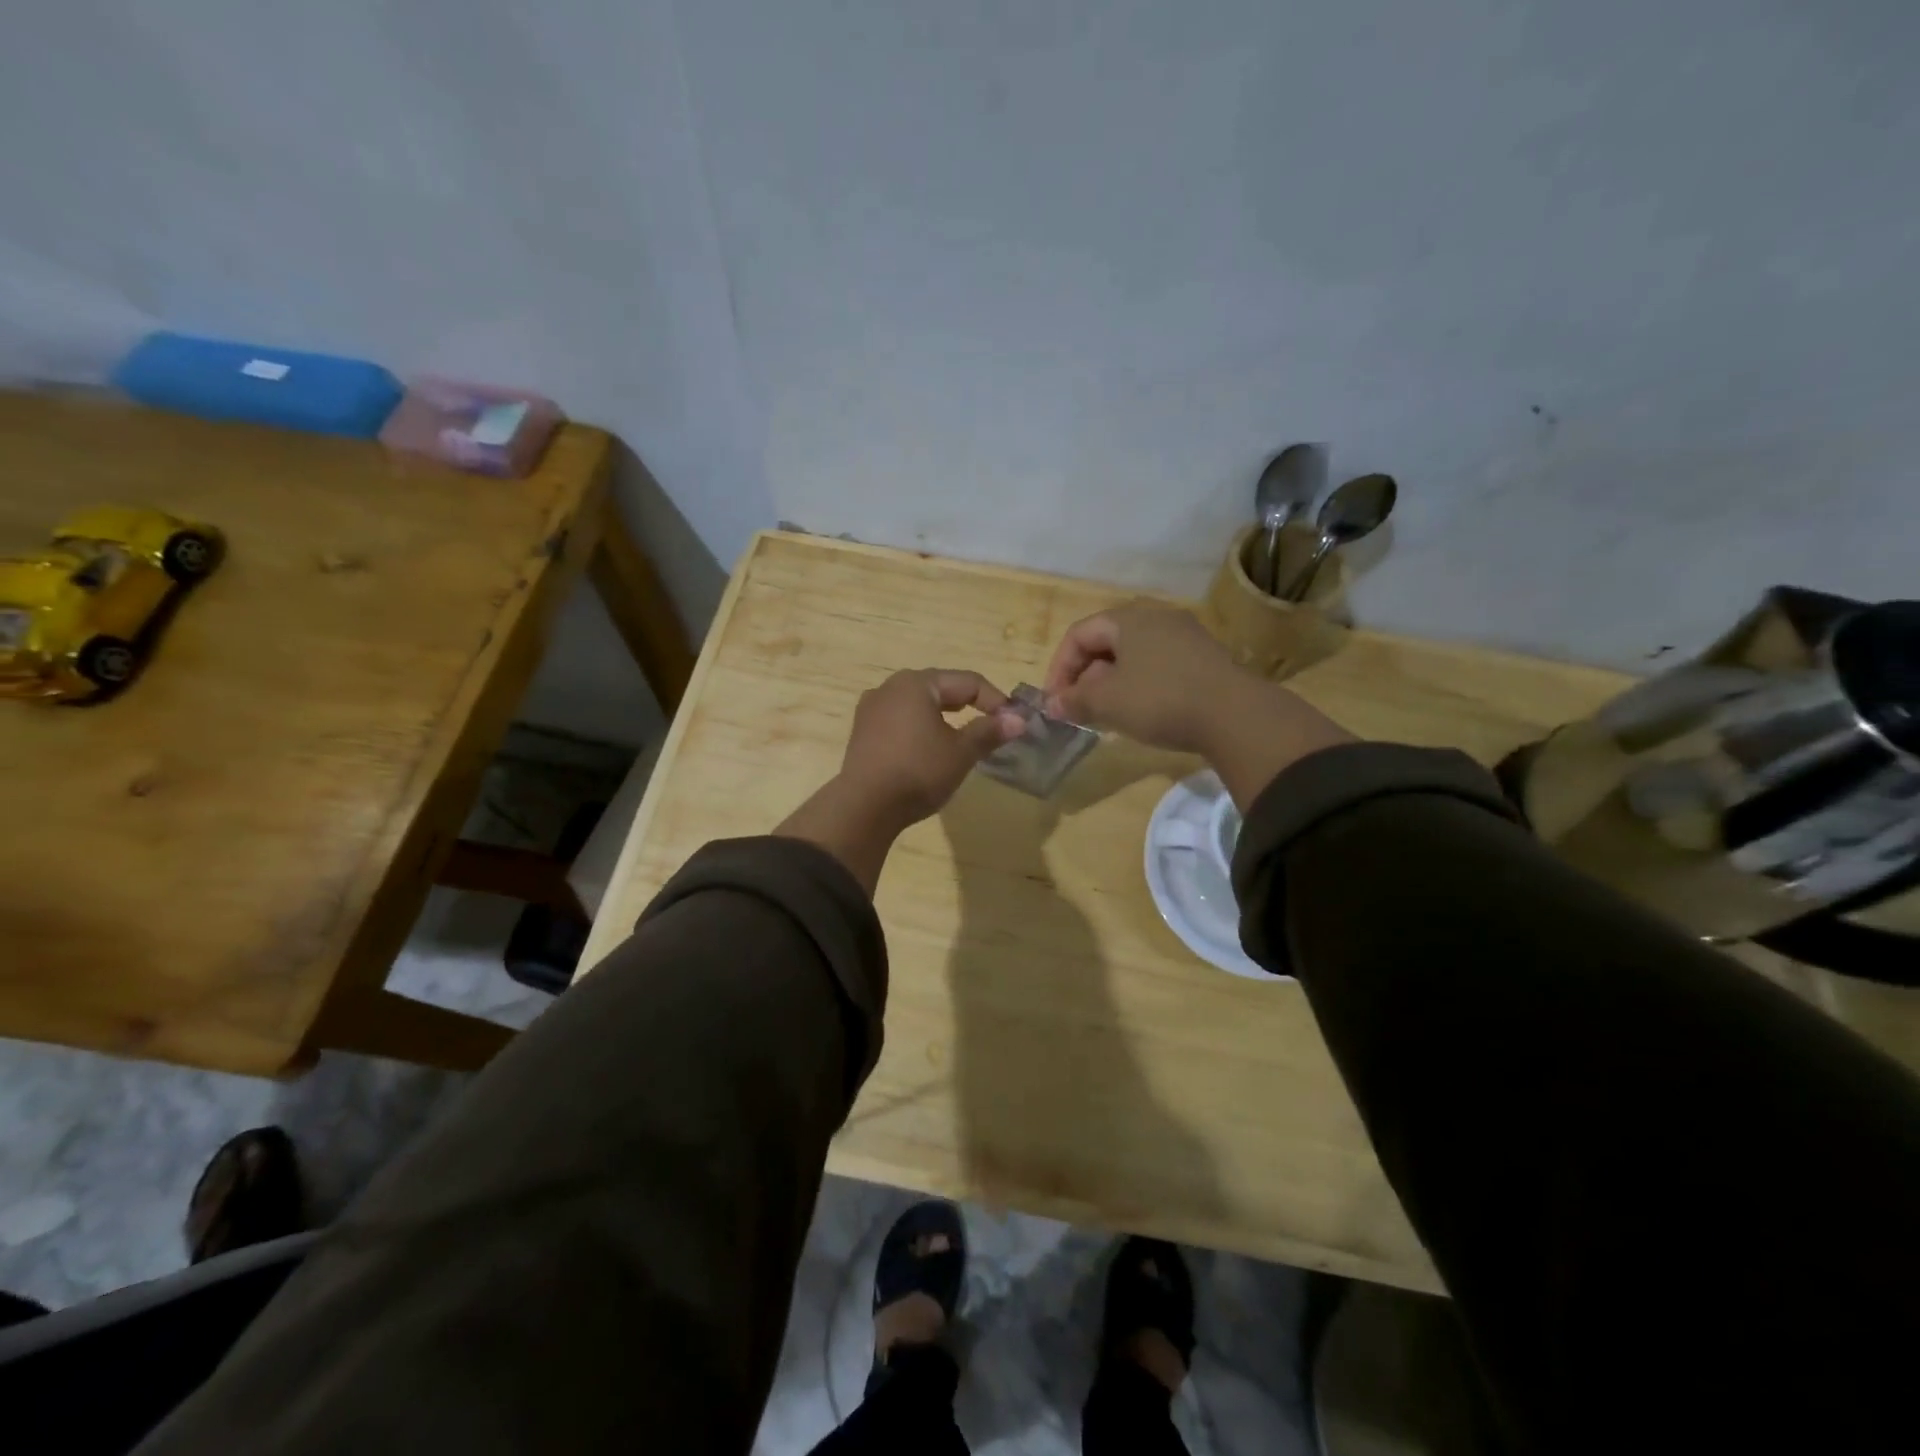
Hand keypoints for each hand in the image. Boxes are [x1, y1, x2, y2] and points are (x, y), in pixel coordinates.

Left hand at [840, 668, 1024, 826]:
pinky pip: (900, 719)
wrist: (865, 807)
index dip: (996, 700)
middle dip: (970, 704)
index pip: (968, 681)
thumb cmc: (918, 772)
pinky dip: (921, 726)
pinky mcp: (862, 731)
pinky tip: (929, 746)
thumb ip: (989, 732)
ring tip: (962, 735)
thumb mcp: (961, 753)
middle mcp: (890, 687)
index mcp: (917, 683)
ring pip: (918, 703)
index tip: (1014, 722)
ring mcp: (871, 708)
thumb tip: (1019, 720)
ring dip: (944, 716)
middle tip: (992, 726)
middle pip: (941, 688)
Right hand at [1043, 604, 1242, 752]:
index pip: (1079, 634)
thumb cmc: (1160, 700)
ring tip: (1106, 715)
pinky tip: (1141, 713)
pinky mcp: (1205, 659)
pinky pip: (1158, 666)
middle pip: (1106, 643)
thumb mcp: (1107, 703)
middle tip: (1078, 709)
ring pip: (1133, 656)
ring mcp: (1185, 637)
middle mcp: (1157, 618)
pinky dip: (1139, 686)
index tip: (1055, 701)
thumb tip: (1053, 705)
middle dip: (1085, 677)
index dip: (1059, 667)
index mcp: (1129, 619)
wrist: (1236, 716)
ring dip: (1111, 684)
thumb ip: (1074, 701)